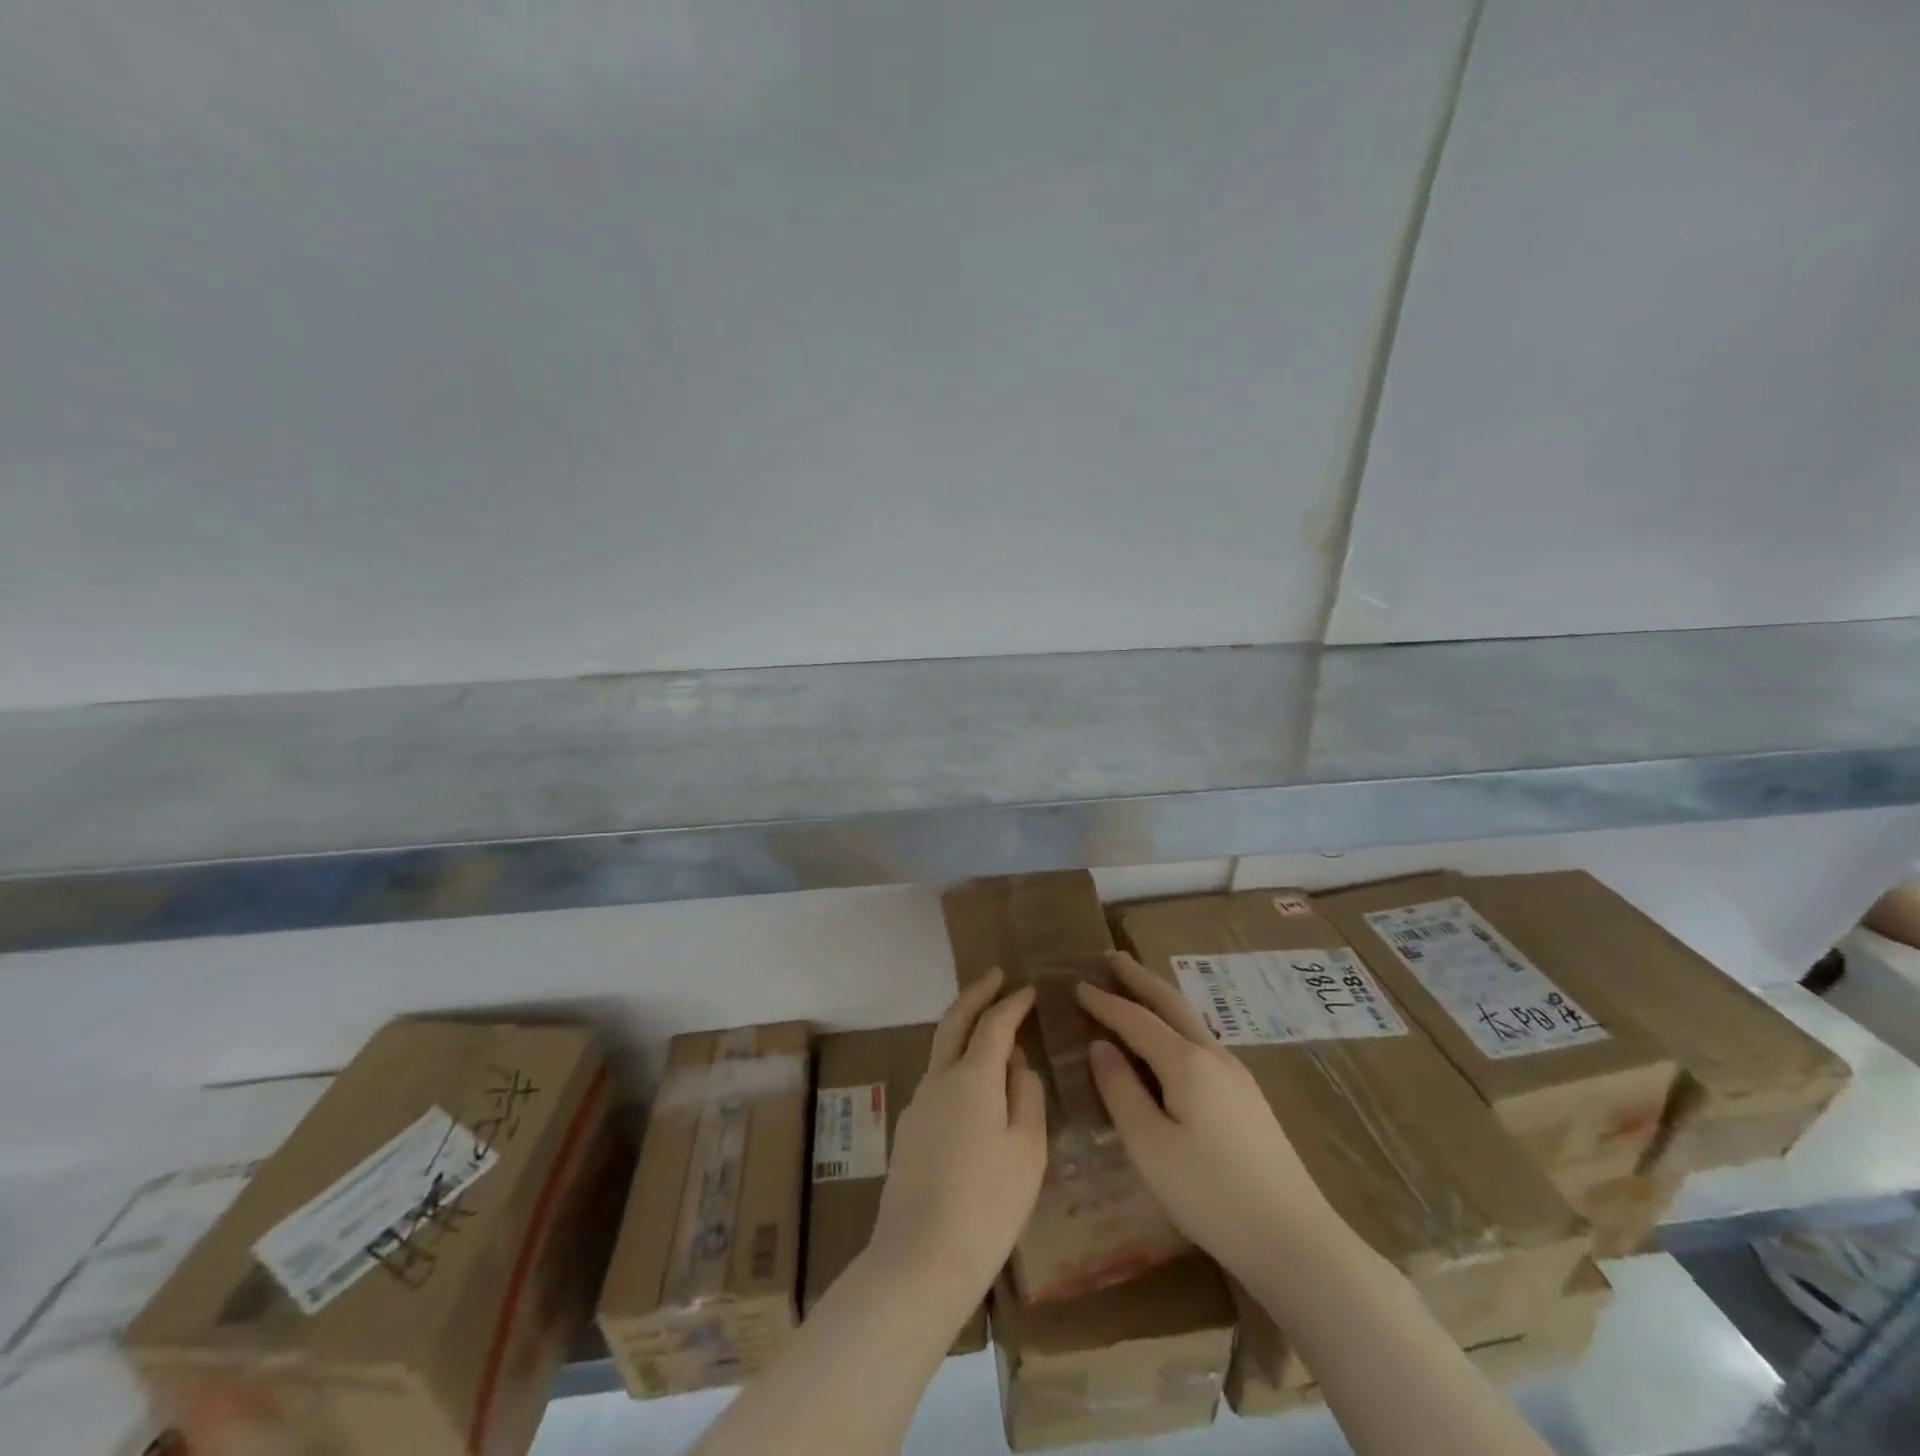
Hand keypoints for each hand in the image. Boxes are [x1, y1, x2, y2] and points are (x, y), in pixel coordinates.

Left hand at [864, 969, 1046, 1315]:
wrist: (919, 1260)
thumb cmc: (988, 1205)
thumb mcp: (1027, 1150)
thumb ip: (1026, 1095)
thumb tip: (1017, 1063)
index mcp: (972, 1077)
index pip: (994, 1023)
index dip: (1013, 1002)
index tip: (1028, 988)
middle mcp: (939, 1079)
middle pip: (955, 1021)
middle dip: (976, 993)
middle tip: (996, 977)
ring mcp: (918, 1104)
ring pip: (942, 1050)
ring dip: (964, 1029)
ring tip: (991, 1031)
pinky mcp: (908, 1130)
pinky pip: (937, 1082)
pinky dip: (957, 1066)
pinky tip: (974, 1091)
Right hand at [1076, 952, 1336, 1283]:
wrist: (1296, 1242)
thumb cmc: (1212, 1194)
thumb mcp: (1150, 1147)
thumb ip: (1121, 1091)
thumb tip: (1100, 1047)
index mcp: (1186, 1063)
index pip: (1136, 1019)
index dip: (1104, 1002)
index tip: (1076, 984)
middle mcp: (1213, 1056)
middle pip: (1171, 1003)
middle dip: (1139, 978)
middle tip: (1112, 957)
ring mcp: (1236, 1076)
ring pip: (1190, 1021)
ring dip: (1160, 998)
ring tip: (1137, 988)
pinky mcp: (1248, 1098)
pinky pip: (1201, 1042)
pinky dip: (1176, 1024)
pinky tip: (1171, 1041)